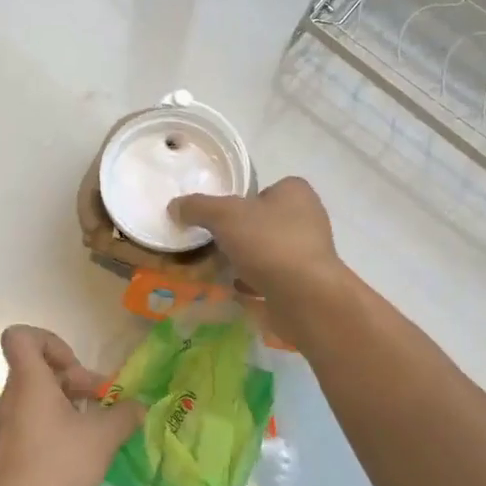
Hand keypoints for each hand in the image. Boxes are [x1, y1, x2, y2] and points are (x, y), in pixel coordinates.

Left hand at [0, 326, 144, 485]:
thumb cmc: (55, 469)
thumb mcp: (101, 439)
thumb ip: (123, 415)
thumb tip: (138, 406)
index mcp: (29, 382)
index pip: (21, 336)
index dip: (50, 341)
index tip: (74, 367)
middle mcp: (11, 398)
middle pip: (39, 369)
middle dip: (74, 380)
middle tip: (102, 404)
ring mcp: (5, 427)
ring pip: (38, 400)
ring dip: (68, 407)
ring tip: (97, 432)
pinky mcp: (5, 453)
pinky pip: (32, 426)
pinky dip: (55, 430)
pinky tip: (78, 457)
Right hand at [171, 178, 346, 319]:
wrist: (305, 297)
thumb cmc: (269, 243)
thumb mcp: (224, 216)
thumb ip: (198, 207)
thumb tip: (174, 206)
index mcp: (296, 192)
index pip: (265, 188)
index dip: (242, 201)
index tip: (221, 217)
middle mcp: (309, 218)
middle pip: (264, 221)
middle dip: (241, 233)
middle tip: (214, 244)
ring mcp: (310, 252)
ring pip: (268, 250)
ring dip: (246, 259)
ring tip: (219, 269)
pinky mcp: (307, 282)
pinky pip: (273, 276)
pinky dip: (255, 282)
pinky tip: (235, 289)